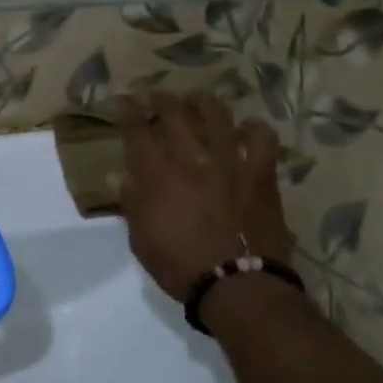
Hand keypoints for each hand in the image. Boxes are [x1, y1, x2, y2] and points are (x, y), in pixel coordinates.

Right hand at [114, 93, 292, 301]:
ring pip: (216, 114)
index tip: (120, 102)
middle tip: (156, 97)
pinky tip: (246, 128)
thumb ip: (132, 203)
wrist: (236, 285)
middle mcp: (191, 158)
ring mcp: (229, 161)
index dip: (125, 110)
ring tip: (197, 100)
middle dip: (161, 99)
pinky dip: (253, 129)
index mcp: (156, 174)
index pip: (135, 129)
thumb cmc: (180, 265)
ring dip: (203, 103)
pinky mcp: (260, 173)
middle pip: (174, 112)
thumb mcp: (141, 239)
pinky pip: (261, 138)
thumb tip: (123, 179)